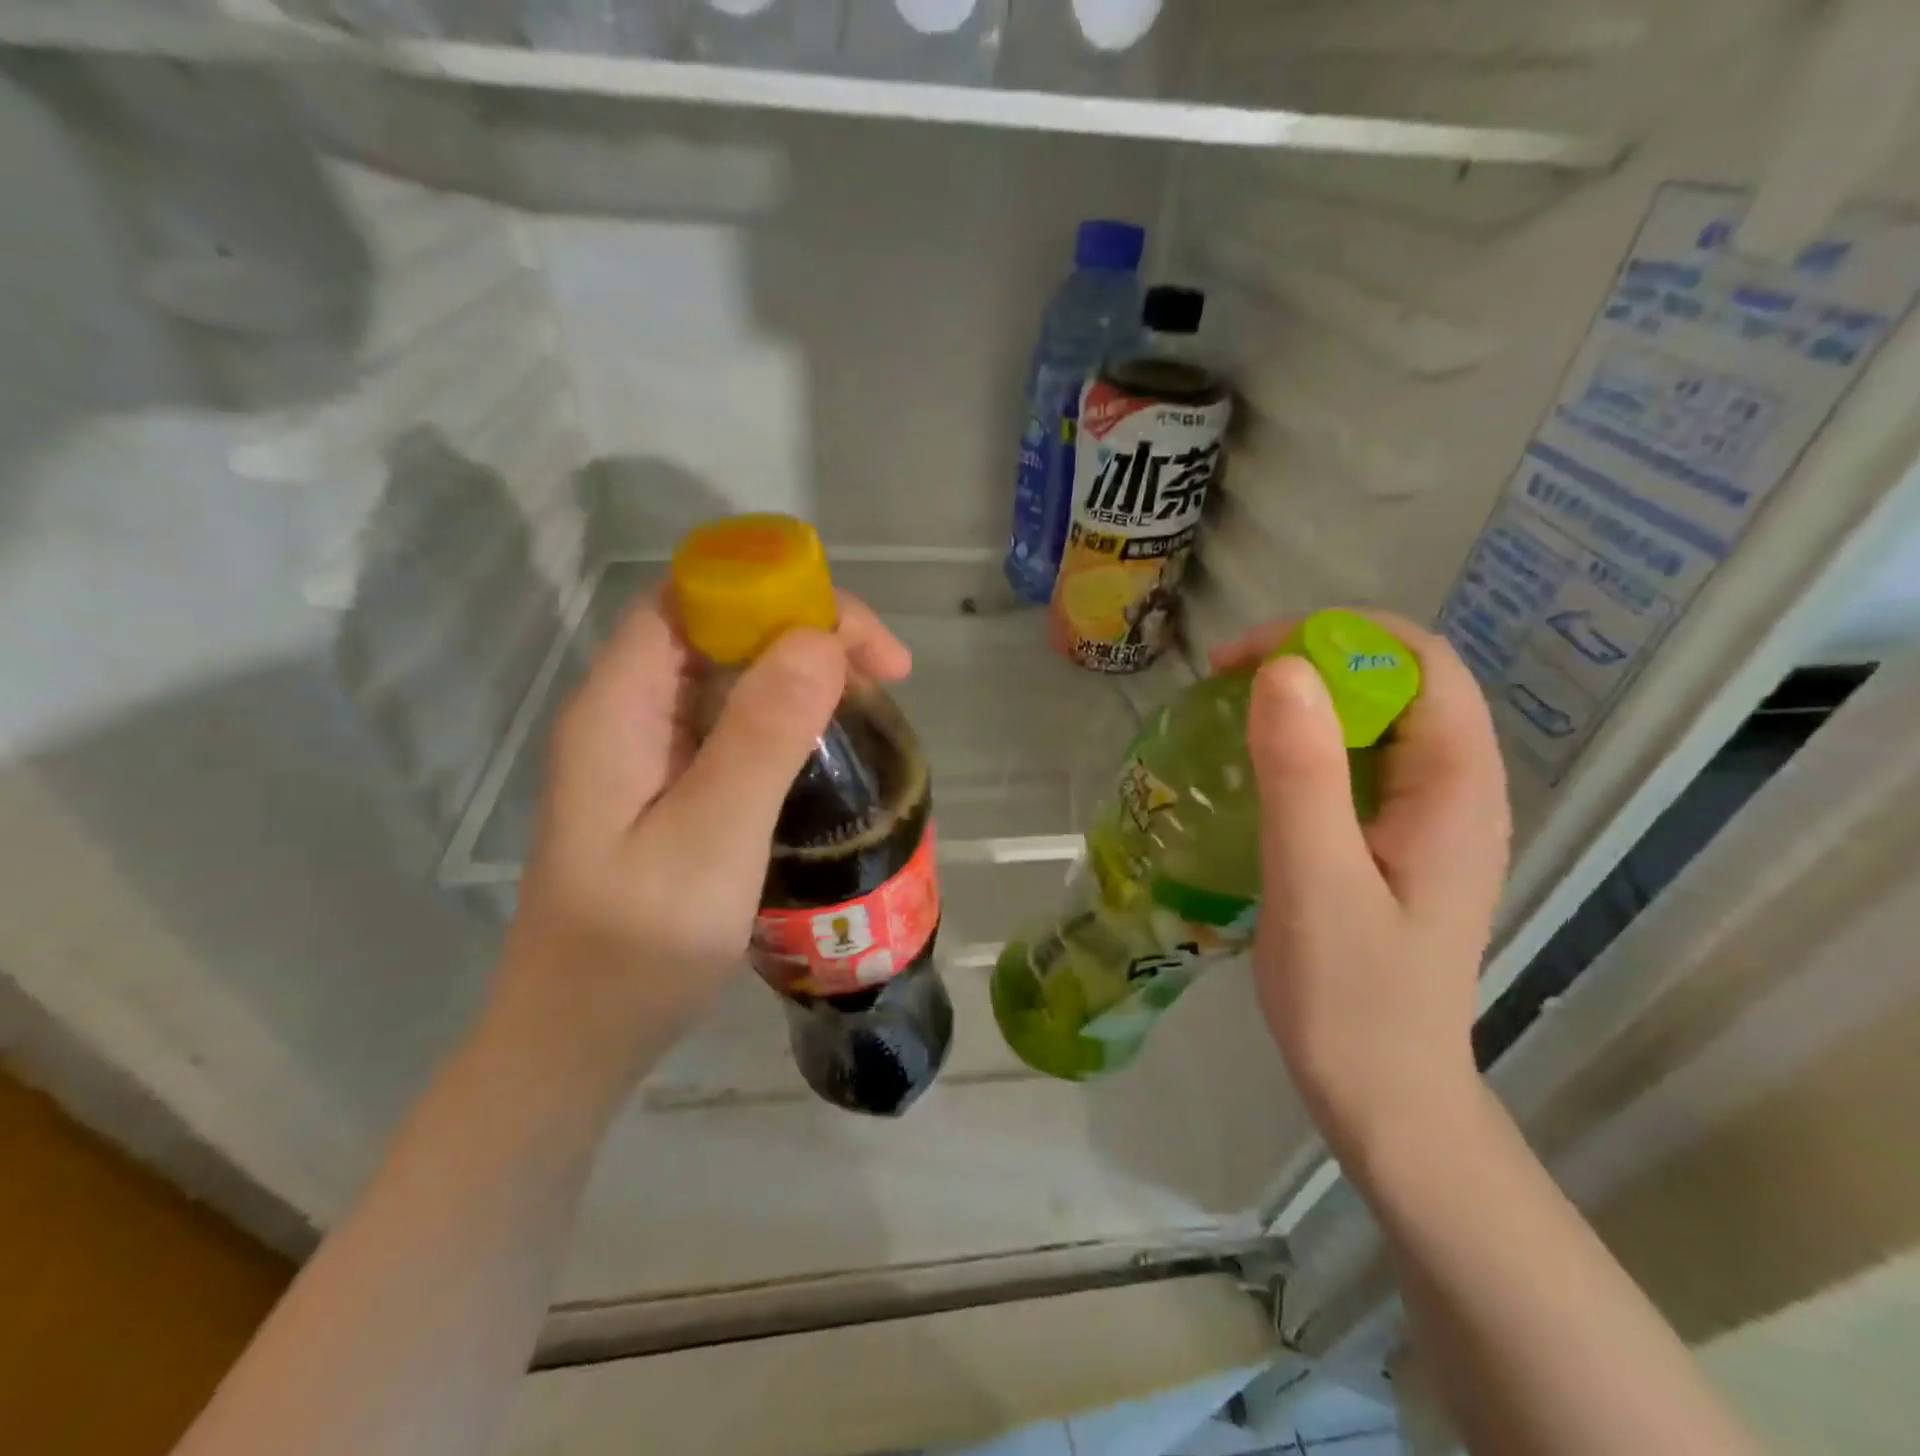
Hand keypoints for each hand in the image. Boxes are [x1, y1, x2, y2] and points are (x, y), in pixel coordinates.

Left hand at [490, 591, 912, 1086]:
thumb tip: (820, 640)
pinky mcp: (670, 786)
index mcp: (618, 708)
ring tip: (870, 704)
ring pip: (730, 674)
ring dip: (802, 672)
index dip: (775, 592)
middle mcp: (628, 713)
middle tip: (886, 674)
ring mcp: (647, 751)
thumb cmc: (636, 952)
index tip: (857, 640)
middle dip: (805, 631)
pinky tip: (826, 746)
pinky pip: (733, 722)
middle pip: (717, 629)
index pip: (694, 599)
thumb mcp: (708, 843)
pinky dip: (788, 715)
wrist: (577, 1042)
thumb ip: (759, 739)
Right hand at [1211, 614, 1510, 1162]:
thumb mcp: (1316, 883)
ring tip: (1235, 716)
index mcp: (1457, 789)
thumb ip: (1303, 776)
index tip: (1246, 661)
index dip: (1334, 638)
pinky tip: (1261, 769)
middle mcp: (1458, 789)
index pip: (1418, 662)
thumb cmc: (1351, 999)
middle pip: (1400, 681)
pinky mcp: (1399, 842)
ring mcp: (1431, 818)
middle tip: (1227, 686)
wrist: (1384, 1098)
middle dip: (1315, 660)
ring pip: (1378, 719)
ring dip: (1309, 699)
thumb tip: (1282, 668)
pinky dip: (1310, 741)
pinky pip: (1361, 761)